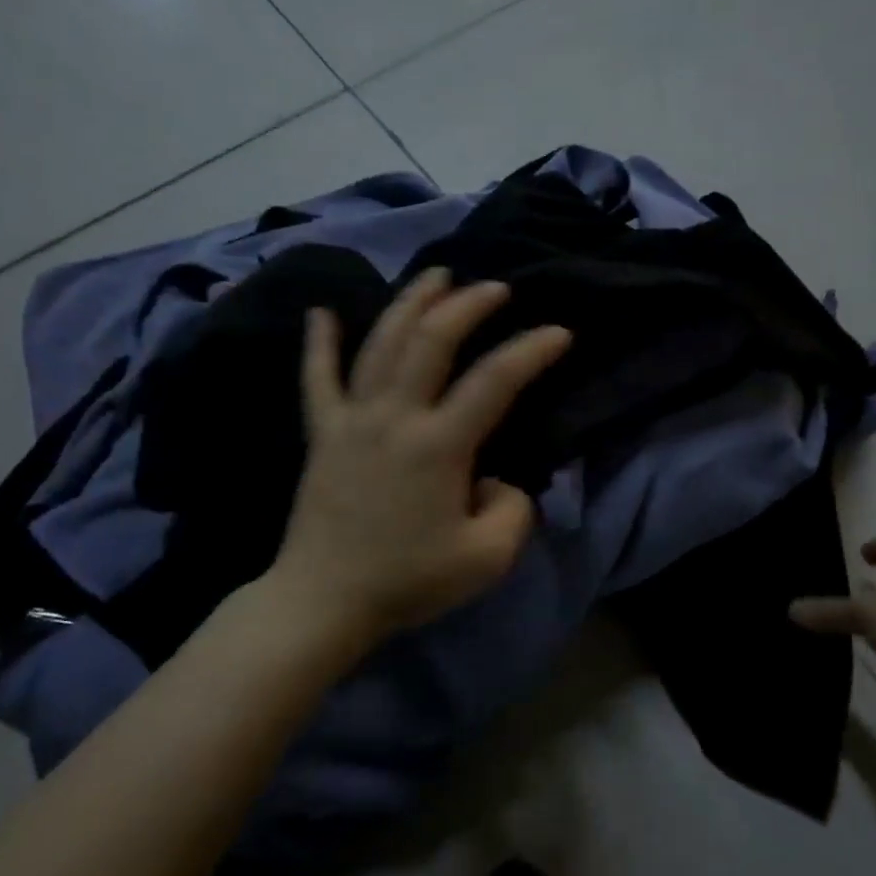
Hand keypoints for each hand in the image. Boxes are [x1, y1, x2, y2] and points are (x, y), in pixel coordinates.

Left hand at [269, 268, 571, 648]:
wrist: (324, 600)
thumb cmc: (408, 580)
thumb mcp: (487, 559)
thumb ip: (513, 510)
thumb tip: (496, 478)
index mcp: (438, 445)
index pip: (495, 380)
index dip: (531, 350)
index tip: (559, 333)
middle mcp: (394, 416)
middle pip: (432, 339)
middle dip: (468, 305)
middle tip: (495, 288)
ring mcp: (352, 419)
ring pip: (381, 342)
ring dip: (410, 302)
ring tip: (435, 276)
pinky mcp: (322, 433)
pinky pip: (317, 378)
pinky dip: (318, 342)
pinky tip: (319, 310)